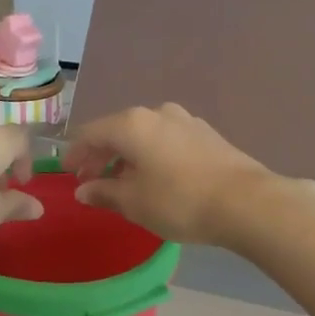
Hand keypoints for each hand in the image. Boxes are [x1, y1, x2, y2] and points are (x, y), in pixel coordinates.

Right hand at [62, 104, 296, 246]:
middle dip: (101, 156)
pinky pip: (166, 141)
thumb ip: (103, 192)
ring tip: (124, 183)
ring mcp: (185, 120)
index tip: (68, 174)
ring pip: (144, 135)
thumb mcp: (133, 202)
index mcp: (131, 123)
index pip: (90, 133)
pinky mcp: (206, 134)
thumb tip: (83, 189)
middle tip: (91, 181)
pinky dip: (152, 156)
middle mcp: (156, 112)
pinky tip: (155, 178)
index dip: (75, 154)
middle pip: (117, 131)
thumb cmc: (179, 201)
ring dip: (128, 157)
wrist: (247, 202)